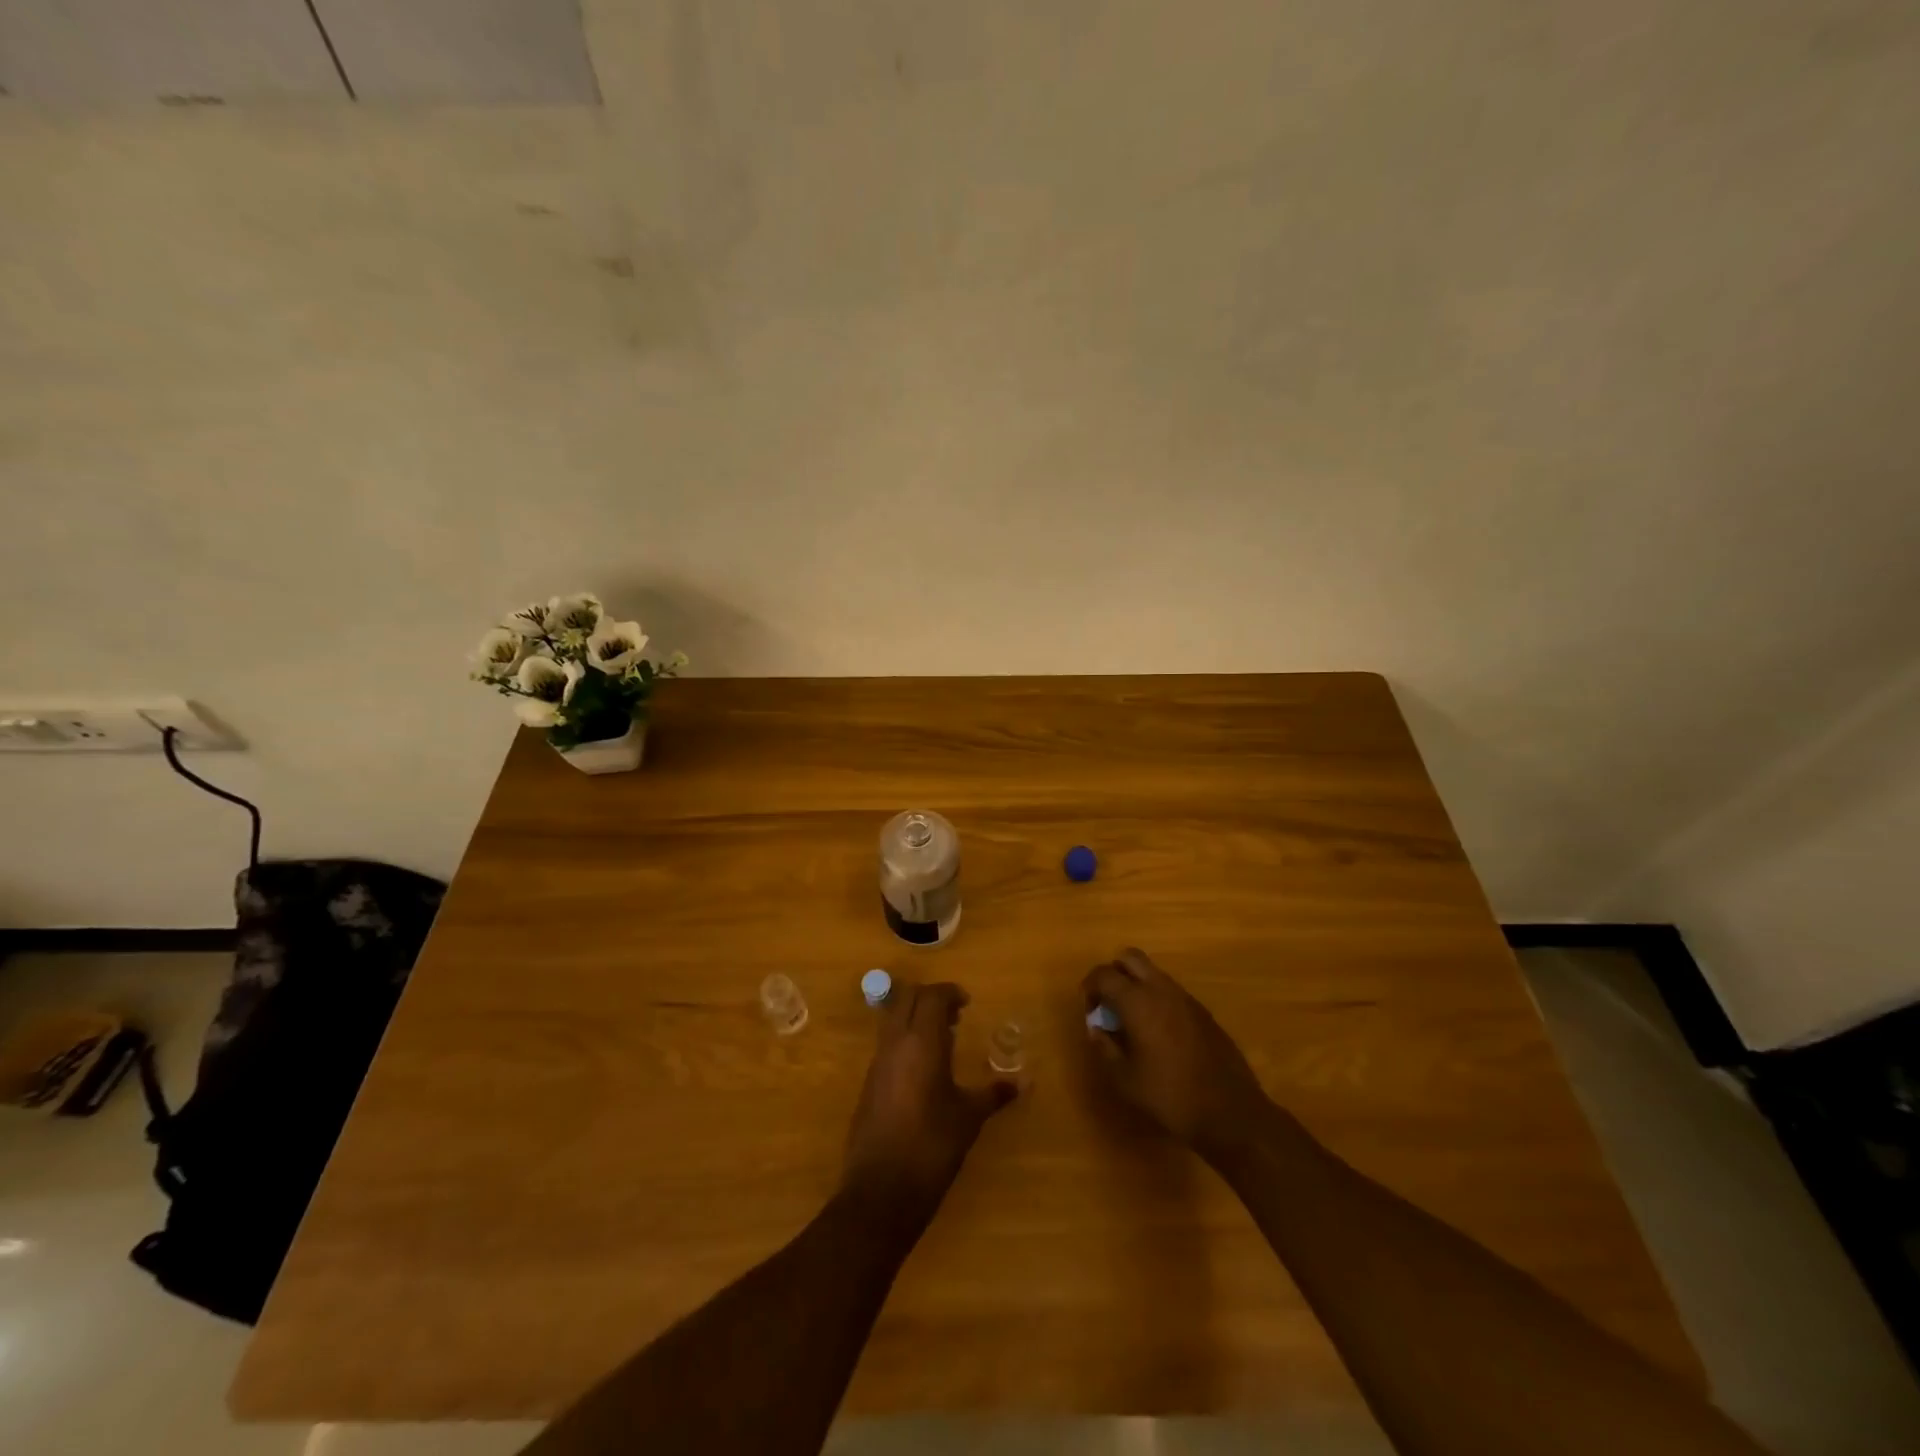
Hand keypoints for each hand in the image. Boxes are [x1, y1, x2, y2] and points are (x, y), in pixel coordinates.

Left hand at [844, 981, 1015, 1213]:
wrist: (881, 1190)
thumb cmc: (932, 1146)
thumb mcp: (969, 1118)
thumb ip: (994, 1094)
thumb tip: (1024, 1083)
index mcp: (921, 1042)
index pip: (931, 996)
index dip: (949, 992)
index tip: (967, 1004)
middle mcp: (895, 1043)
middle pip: (907, 998)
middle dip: (930, 998)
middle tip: (954, 1016)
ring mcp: (878, 1062)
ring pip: (893, 1019)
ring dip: (915, 1018)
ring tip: (944, 1041)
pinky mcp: (869, 1083)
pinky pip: (887, 1044)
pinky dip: (905, 1040)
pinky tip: (925, 1070)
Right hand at [1082, 948, 1276, 1162]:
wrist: (1230, 1112)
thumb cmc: (1170, 1096)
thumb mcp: (1125, 1079)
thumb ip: (1105, 1047)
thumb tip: (1096, 1028)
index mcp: (1138, 1001)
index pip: (1103, 974)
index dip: (1090, 987)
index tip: (1090, 1010)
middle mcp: (1161, 989)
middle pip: (1130, 957)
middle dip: (1113, 973)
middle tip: (1108, 1004)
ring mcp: (1185, 998)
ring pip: (1153, 972)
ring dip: (1136, 984)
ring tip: (1132, 1020)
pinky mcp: (1202, 1011)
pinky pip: (1171, 990)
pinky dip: (1156, 998)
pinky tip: (1158, 1032)